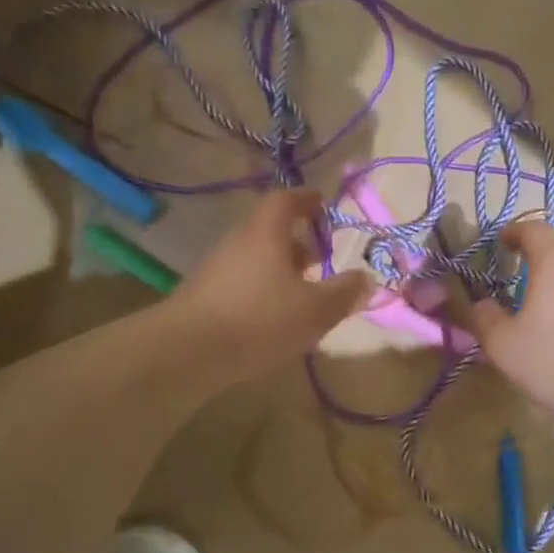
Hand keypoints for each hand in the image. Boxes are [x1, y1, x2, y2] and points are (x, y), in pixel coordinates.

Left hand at [170, 190, 374, 383]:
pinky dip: (263, 288)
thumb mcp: (315, 309)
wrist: (186, 352)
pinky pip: (242, 280)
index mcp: (266, 233)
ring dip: (280, 267)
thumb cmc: (260, 319)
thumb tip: (367, 279)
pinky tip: (274, 315)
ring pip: (256, 257)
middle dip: (298, 240)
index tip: (323, 204)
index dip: (306, 199)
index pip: (285, 200)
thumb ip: (344, 293)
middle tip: (321, 256)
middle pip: (270, 230)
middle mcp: (239, 242)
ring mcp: (217, 269)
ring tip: (303, 290)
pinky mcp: (204, 296)